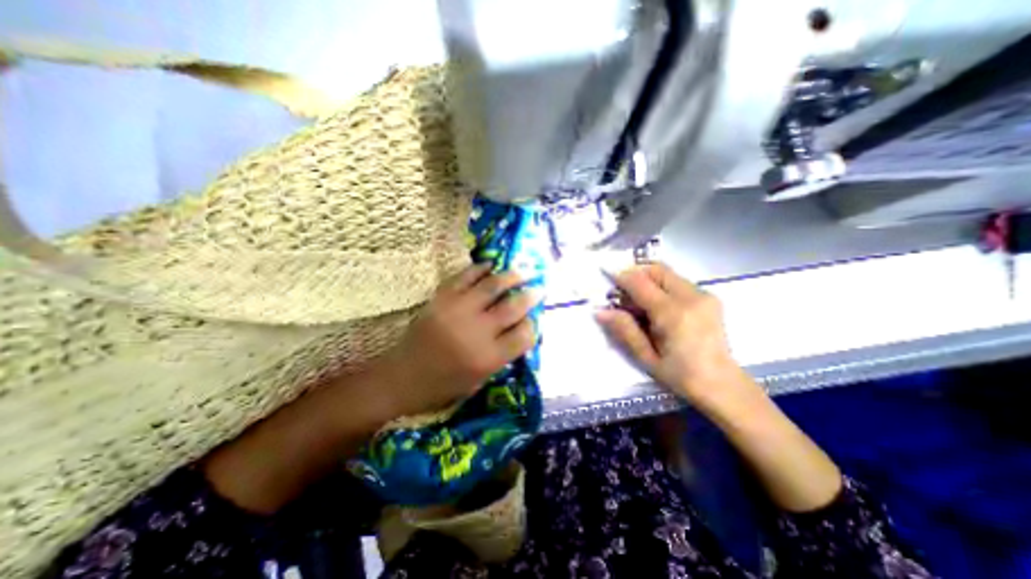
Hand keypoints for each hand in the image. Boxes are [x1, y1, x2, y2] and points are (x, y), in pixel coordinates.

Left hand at [381, 262, 541, 415]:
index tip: (532, 321)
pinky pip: (465, 276)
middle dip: (530, 295)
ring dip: (511, 276)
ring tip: (523, 271)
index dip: (532, 326)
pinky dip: (480, 268)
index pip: (524, 335)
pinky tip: (491, 266)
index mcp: (488, 358)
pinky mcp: (441, 299)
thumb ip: (502, 354)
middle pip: (513, 307)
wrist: (401, 377)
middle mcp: (477, 332)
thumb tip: (520, 328)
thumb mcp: (480, 379)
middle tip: (538, 288)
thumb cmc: (443, 386)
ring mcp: (458, 311)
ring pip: (492, 286)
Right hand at [593, 262, 759, 415]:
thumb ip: (624, 330)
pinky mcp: (709, 297)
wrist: (722, 384)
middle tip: (621, 292)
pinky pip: (677, 282)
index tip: (606, 274)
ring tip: (638, 303)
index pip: (640, 282)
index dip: (620, 276)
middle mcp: (691, 297)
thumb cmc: (681, 376)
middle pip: (656, 269)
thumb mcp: (646, 357)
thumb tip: (600, 311)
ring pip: (667, 274)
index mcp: (673, 314)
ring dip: (648, 280)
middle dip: (635, 273)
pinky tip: (657, 307)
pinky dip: (661, 287)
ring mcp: (703, 295)